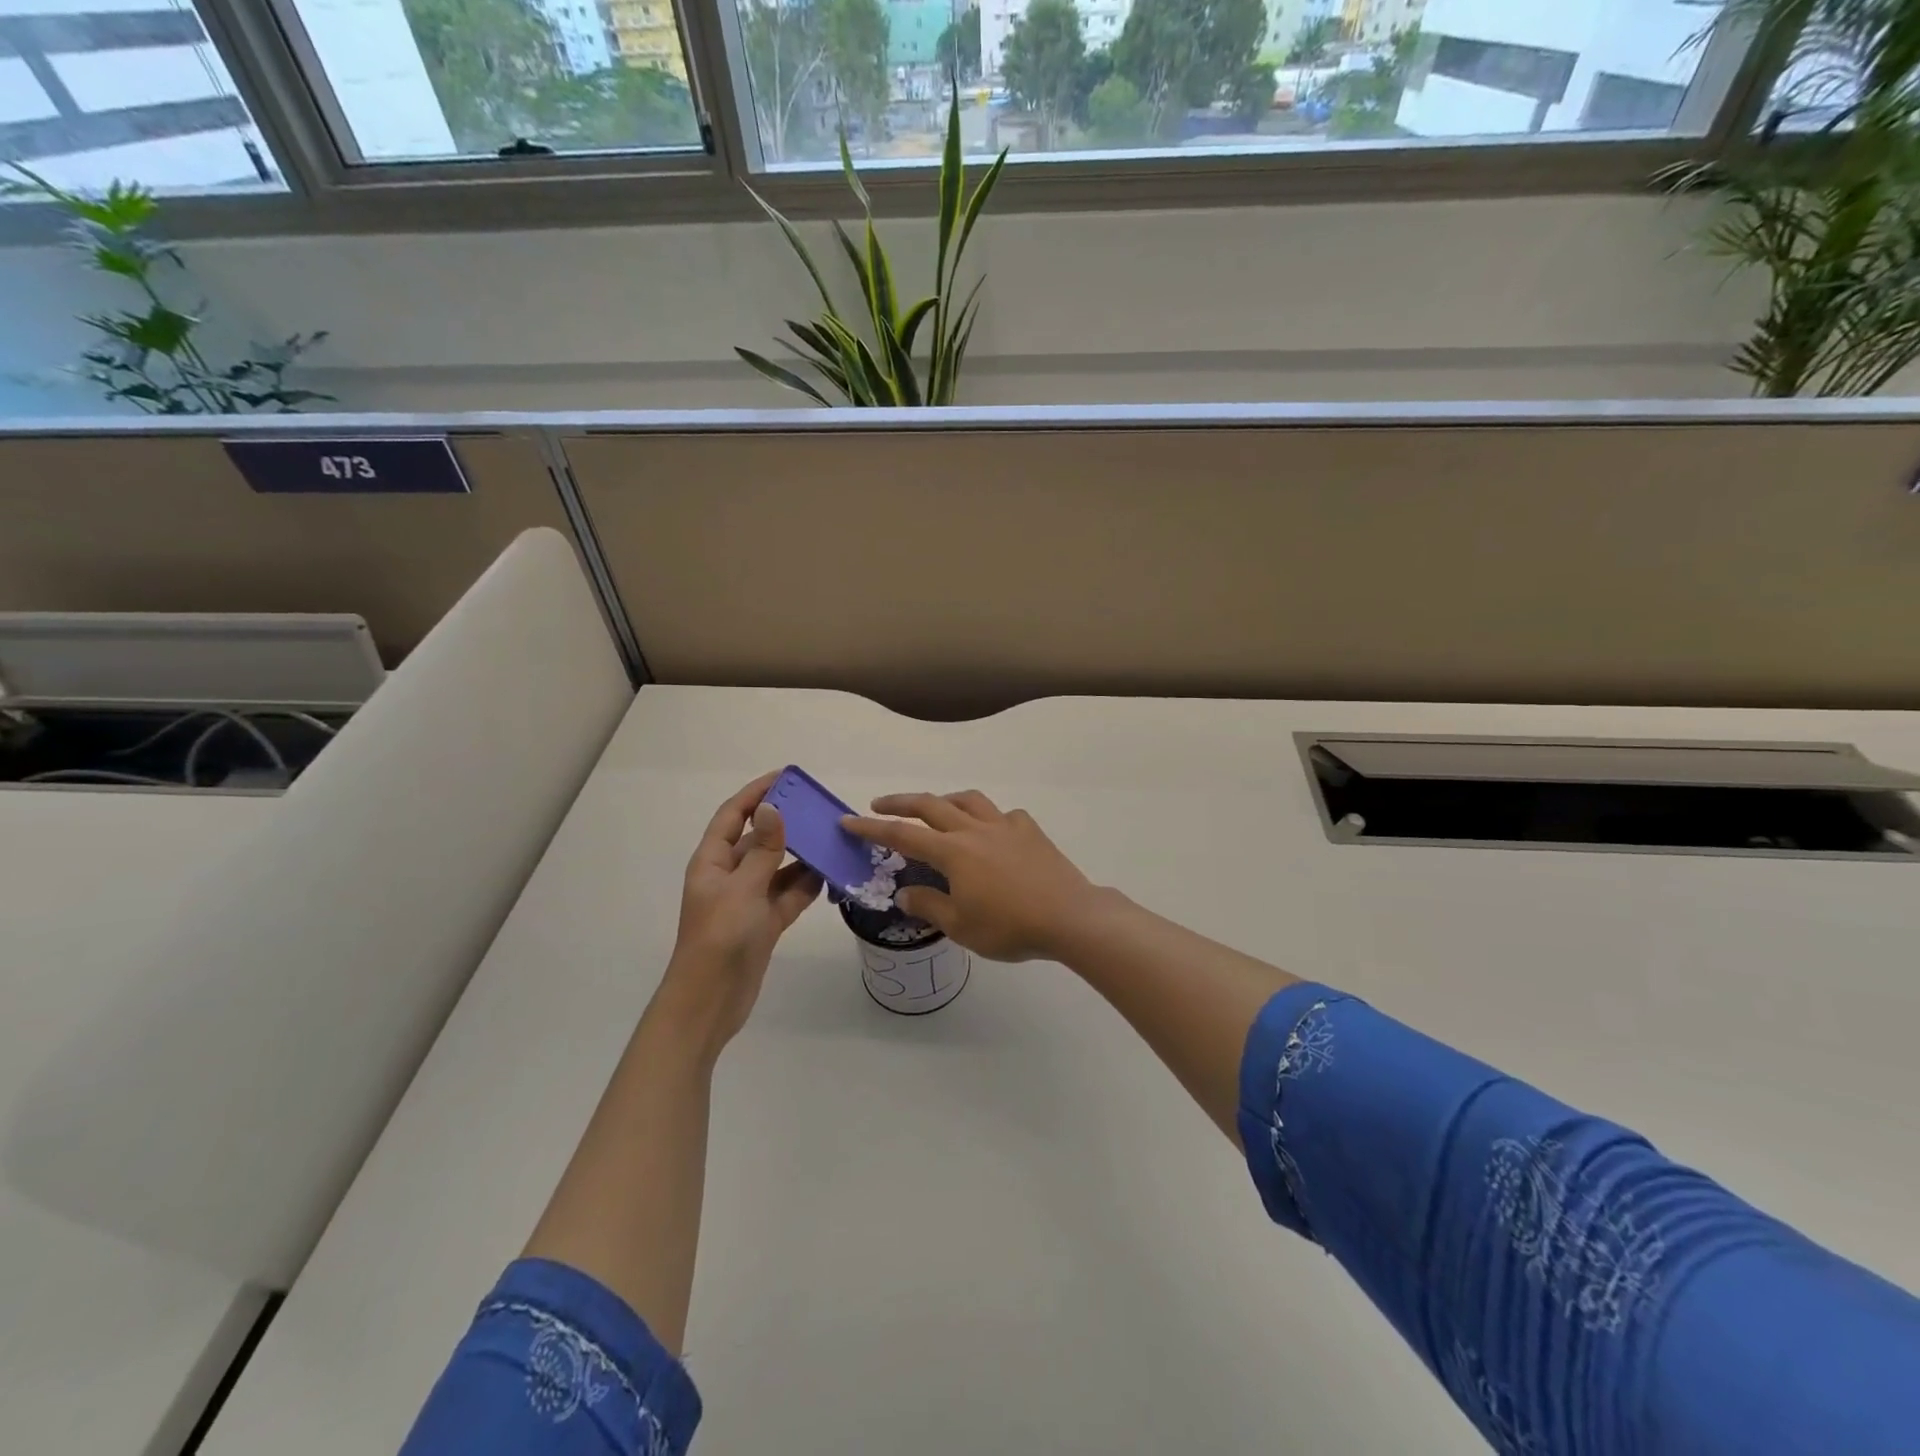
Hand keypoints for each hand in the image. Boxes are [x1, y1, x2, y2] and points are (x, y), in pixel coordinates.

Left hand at [659, 772, 822, 1055]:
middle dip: (787, 823)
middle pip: (760, 839)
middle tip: (820, 809)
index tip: (786, 777)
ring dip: (802, 855)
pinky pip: (789, 894)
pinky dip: (807, 885)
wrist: (711, 1000)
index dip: (756, 794)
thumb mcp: (743, 888)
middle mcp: (730, 875)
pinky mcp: (765, 922)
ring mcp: (749, 900)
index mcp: (713, 861)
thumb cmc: (720, 937)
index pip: (734, 816)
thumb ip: (764, 849)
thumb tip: (773, 808)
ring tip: (834, 839)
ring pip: (779, 867)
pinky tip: (832, 875)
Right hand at [842, 791, 1103, 961]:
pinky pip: (1002, 815)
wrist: (1068, 916)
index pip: (902, 834)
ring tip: (935, 808)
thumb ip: (929, 905)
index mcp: (953, 852)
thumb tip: (905, 892)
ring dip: (944, 800)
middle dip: (901, 802)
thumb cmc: (1010, 926)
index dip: (872, 828)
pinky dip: (987, 818)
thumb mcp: (961, 926)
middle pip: (931, 805)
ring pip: (967, 800)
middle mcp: (975, 829)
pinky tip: (990, 832)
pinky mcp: (1029, 830)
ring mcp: (1005, 825)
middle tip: (880, 804)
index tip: (848, 821)